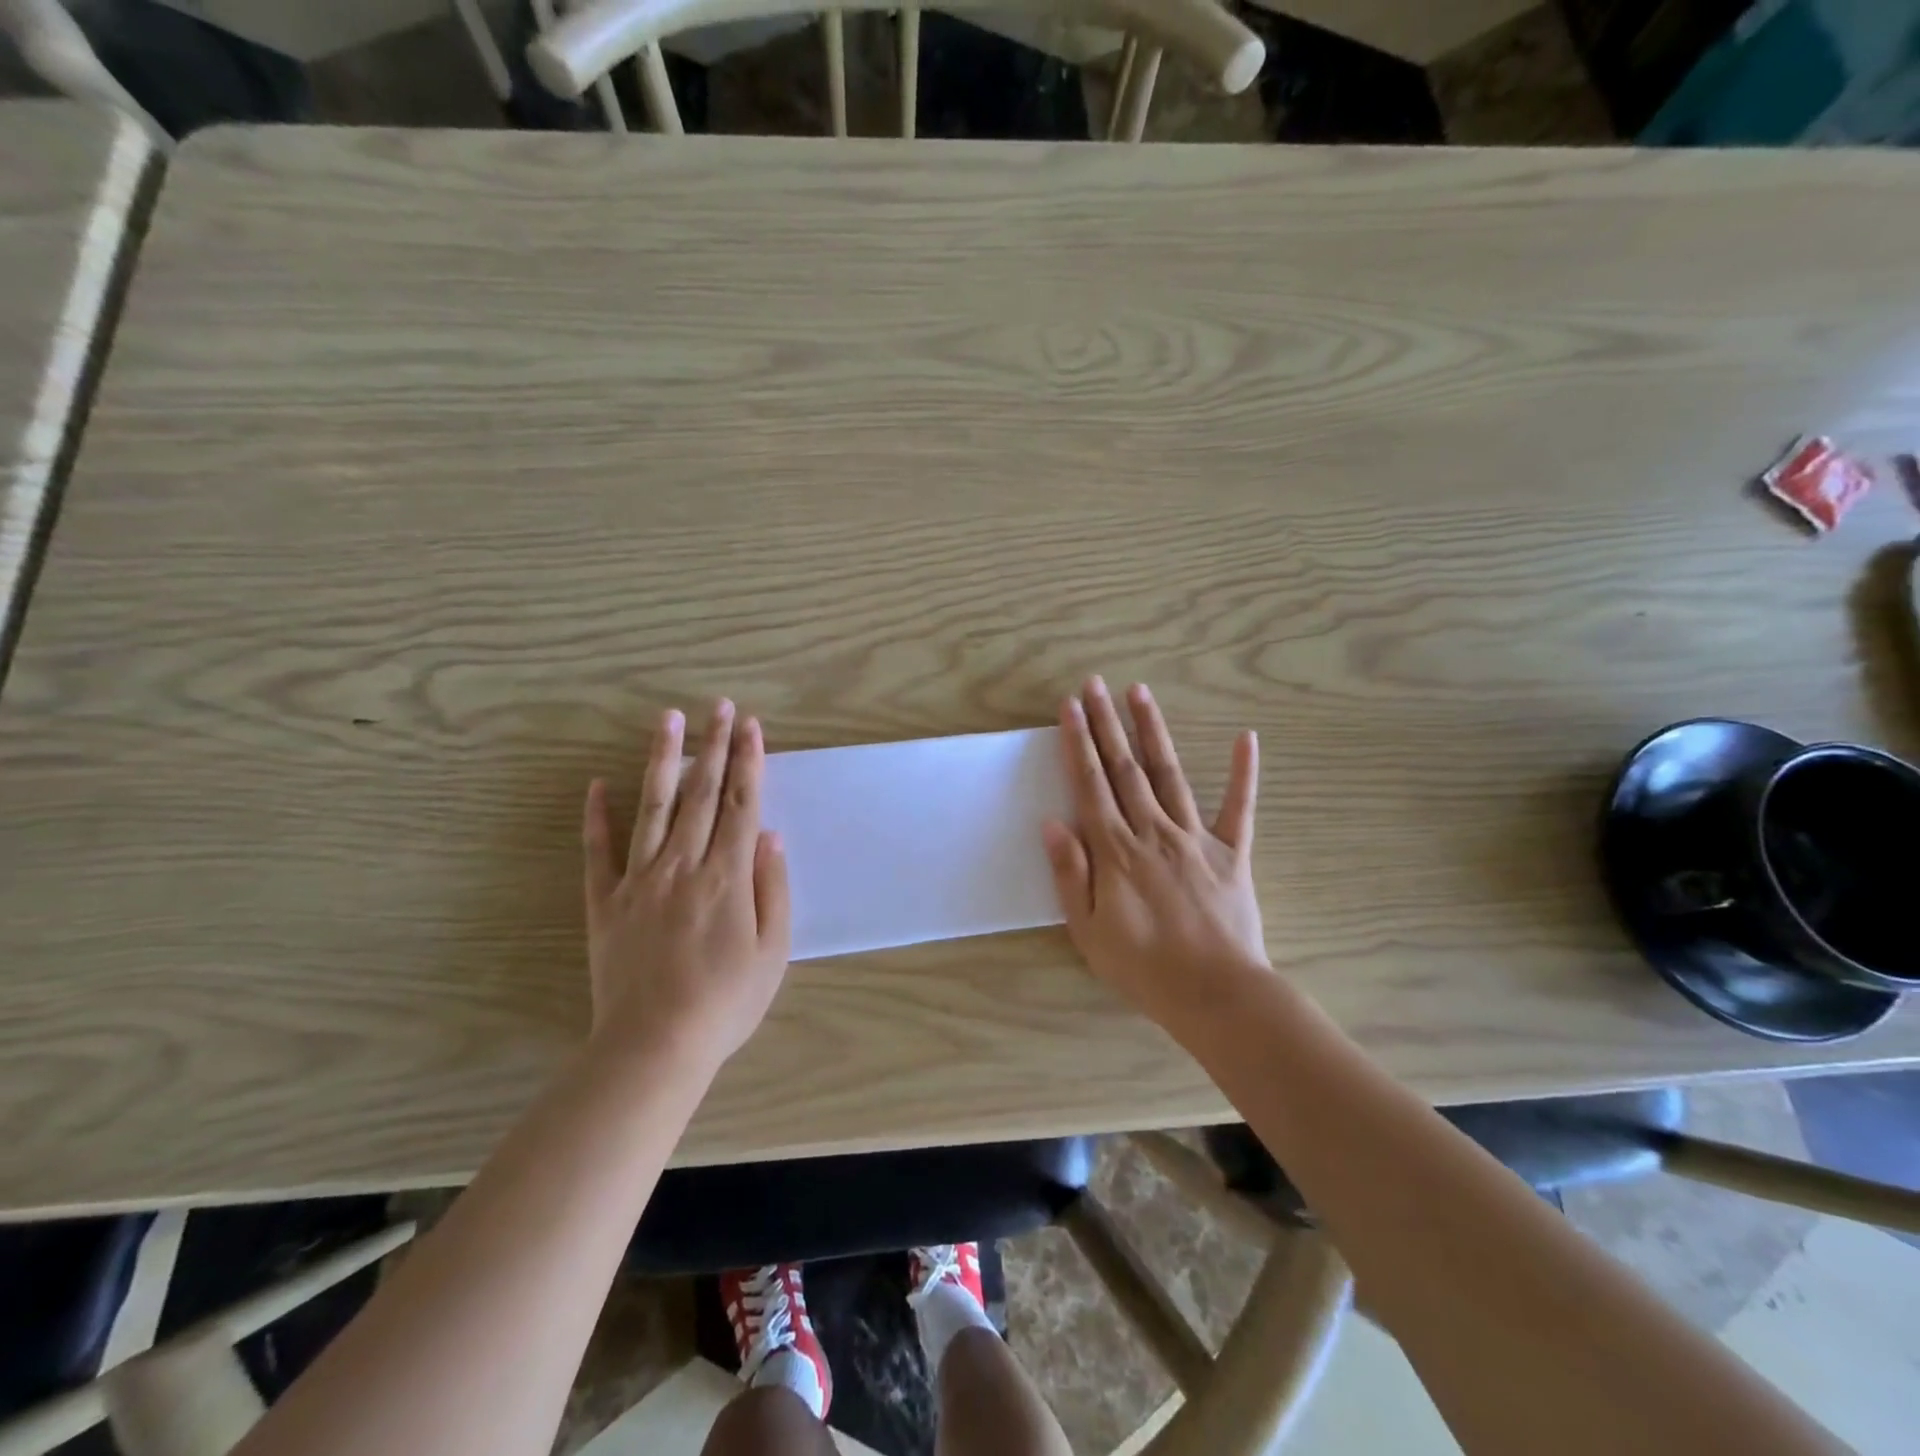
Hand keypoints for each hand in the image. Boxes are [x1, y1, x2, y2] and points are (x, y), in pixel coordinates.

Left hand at [582, 700, 791, 1068]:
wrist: (654, 1047)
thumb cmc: (725, 1002)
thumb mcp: (772, 951)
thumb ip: (772, 888)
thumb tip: (769, 835)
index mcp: (727, 877)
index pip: (741, 804)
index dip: (749, 762)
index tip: (752, 726)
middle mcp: (683, 866)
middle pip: (702, 794)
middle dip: (714, 746)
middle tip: (720, 706)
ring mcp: (639, 881)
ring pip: (654, 808)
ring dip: (664, 760)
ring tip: (669, 720)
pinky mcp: (606, 903)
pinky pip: (598, 853)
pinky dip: (596, 817)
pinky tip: (598, 784)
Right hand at [1042, 678, 1268, 1031]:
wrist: (1217, 994)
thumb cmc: (1144, 967)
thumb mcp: (1089, 931)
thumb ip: (1070, 874)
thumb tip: (1051, 823)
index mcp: (1115, 850)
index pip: (1090, 784)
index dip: (1078, 743)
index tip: (1070, 707)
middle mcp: (1153, 831)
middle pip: (1124, 768)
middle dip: (1107, 723)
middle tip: (1094, 684)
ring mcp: (1196, 838)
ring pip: (1170, 773)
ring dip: (1153, 730)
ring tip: (1140, 692)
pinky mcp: (1232, 852)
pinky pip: (1239, 807)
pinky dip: (1243, 772)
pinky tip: (1246, 737)